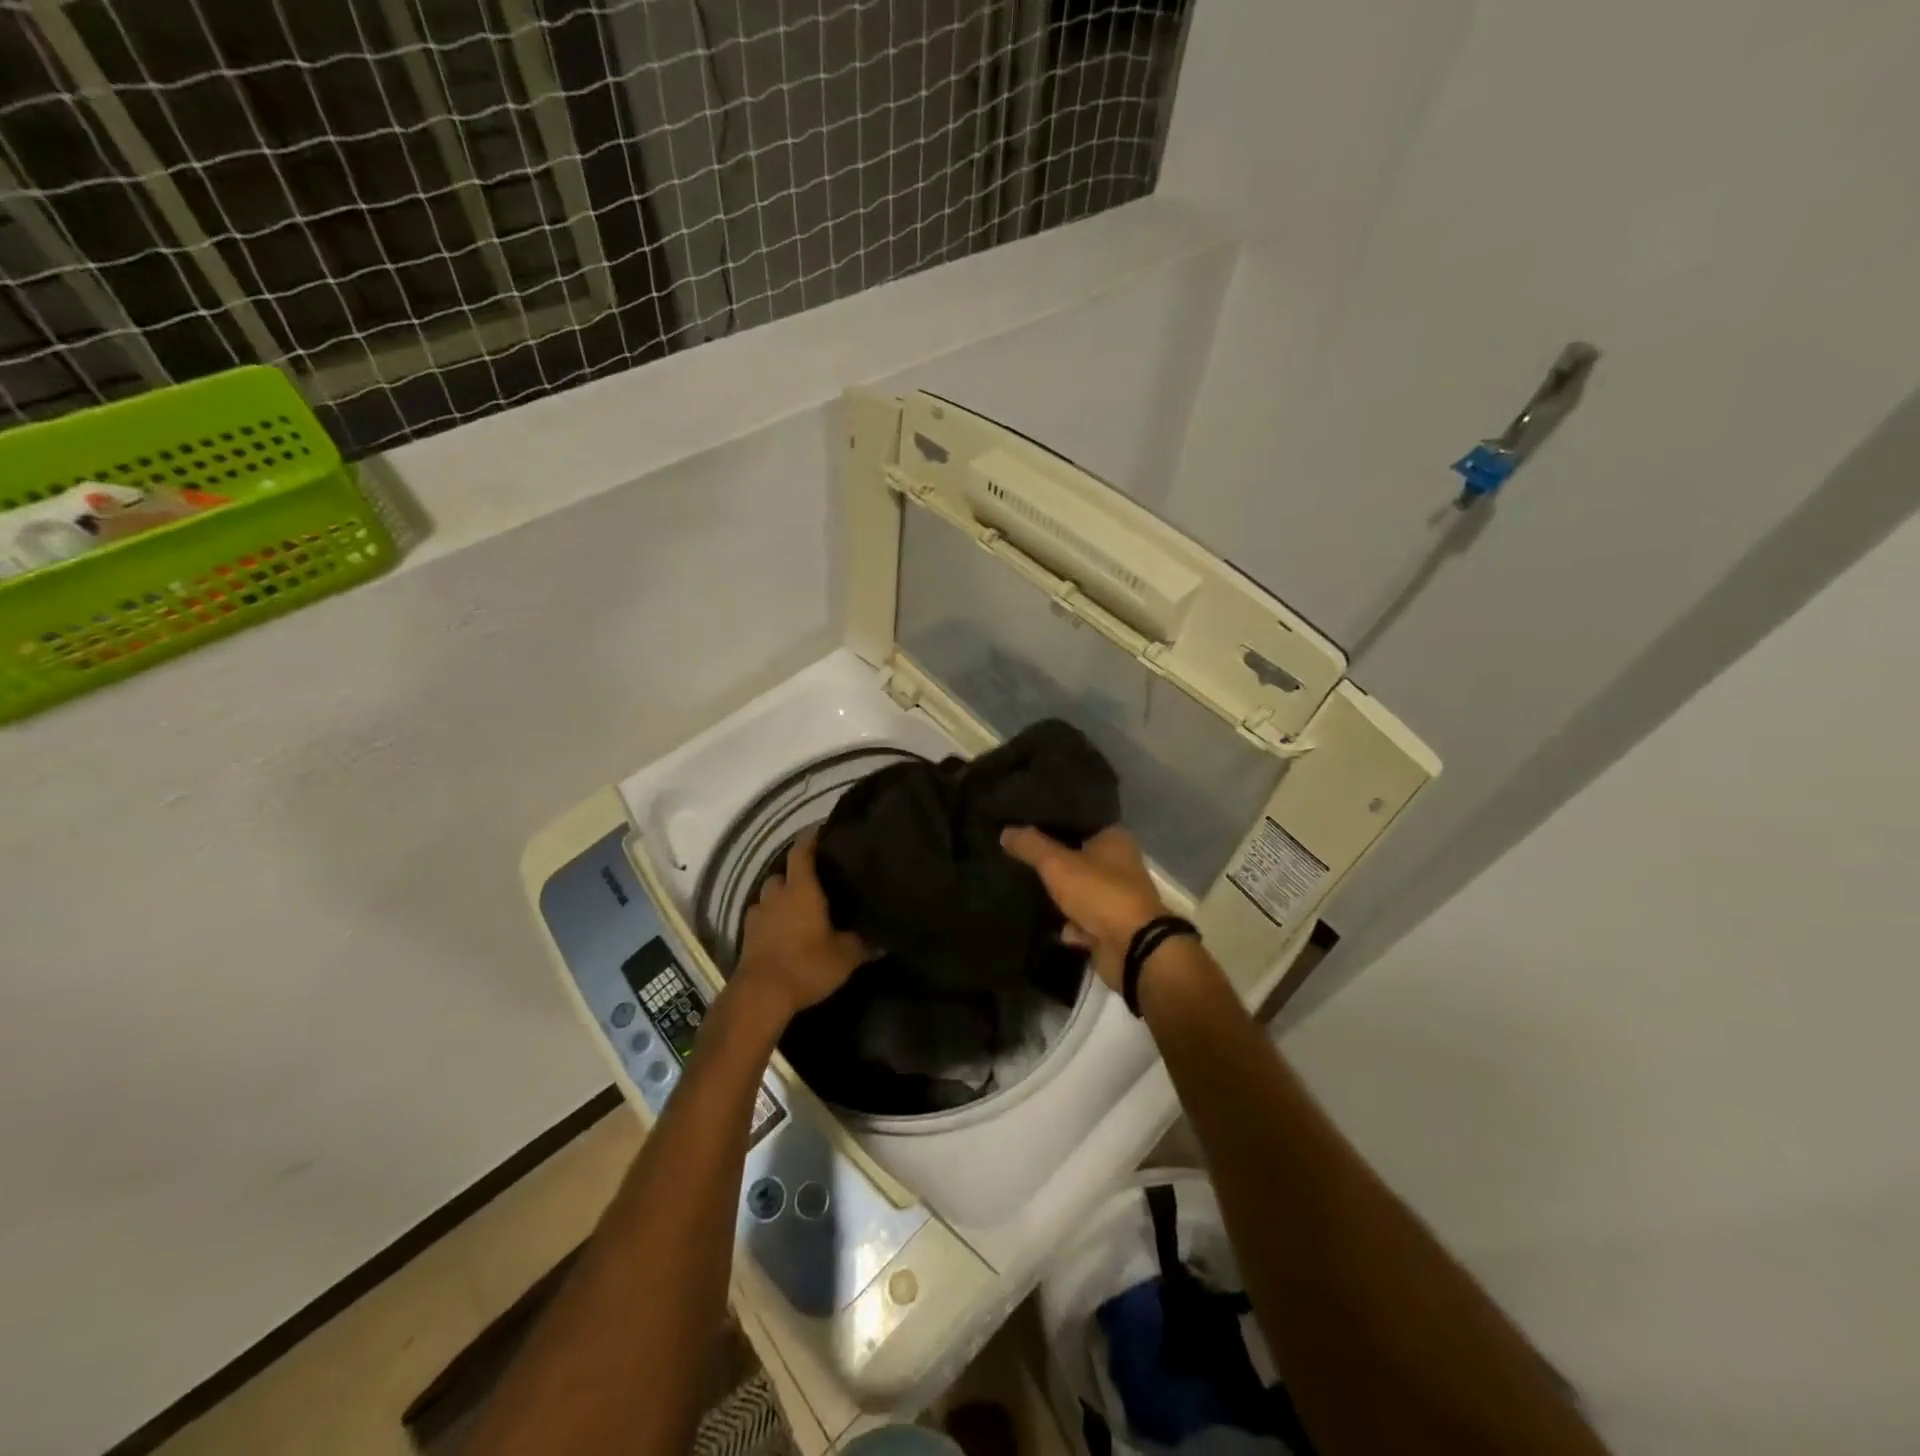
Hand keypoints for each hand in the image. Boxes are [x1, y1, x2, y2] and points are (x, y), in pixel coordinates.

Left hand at [734, 829, 868, 1022]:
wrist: (760, 996)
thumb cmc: (806, 965)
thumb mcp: (845, 957)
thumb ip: (865, 945)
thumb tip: (887, 941)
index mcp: (801, 889)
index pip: (802, 851)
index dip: (810, 837)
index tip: (821, 829)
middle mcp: (776, 895)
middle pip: (783, 873)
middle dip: (796, 874)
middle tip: (816, 881)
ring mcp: (757, 915)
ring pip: (769, 896)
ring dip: (781, 898)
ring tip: (799, 908)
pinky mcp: (747, 936)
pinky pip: (760, 918)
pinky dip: (771, 919)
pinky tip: (783, 931)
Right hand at [1000, 825, 1167, 992]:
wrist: (1132, 948)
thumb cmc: (1100, 893)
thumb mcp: (1058, 864)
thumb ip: (1030, 846)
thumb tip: (1006, 831)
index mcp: (1114, 839)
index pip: (1079, 822)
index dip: (1053, 822)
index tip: (1023, 825)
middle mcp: (1120, 864)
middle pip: (1078, 857)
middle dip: (1053, 861)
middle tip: (1017, 856)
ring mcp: (1117, 897)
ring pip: (1079, 890)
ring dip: (1060, 895)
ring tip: (1025, 888)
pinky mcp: (1112, 926)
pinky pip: (1083, 920)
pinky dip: (1069, 924)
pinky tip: (1048, 924)